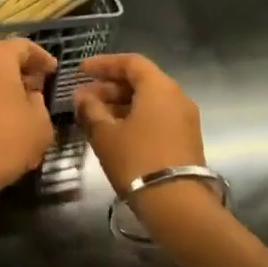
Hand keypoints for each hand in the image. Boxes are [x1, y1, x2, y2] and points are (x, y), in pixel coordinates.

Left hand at [0, 38, 57, 210]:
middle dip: (21, 71)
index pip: (24, 46)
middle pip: (1, 59)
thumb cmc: (5, 139)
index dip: (41, 58)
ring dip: (5, 88)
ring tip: (23, 108)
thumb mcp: (40, 123)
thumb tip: (31, 96)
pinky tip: (3, 124)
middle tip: (38, 86)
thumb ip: (39, 103)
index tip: (53, 71)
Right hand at [73, 54, 208, 201]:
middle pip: (141, 81)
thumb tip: (81, 96)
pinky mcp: (186, 139)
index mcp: (159, 88)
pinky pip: (157, 117)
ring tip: (94, 115)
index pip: (131, 62)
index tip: (81, 70)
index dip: (104, 63)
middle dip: (110, 86)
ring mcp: (185, 119)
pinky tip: (114, 131)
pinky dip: (135, 117)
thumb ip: (91, 110)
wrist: (177, 204)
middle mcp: (177, 97)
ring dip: (121, 103)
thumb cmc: (137, 160)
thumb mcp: (106, 134)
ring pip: (149, 101)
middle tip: (83, 96)